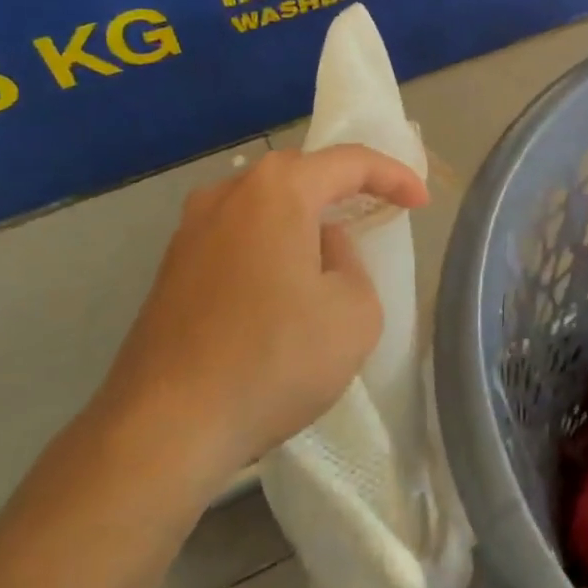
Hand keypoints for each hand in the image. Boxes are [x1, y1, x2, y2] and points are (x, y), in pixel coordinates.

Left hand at [96, 146, 426, 481]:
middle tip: (378, 210)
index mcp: (276, 191)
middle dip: (344, 187)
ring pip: (263, 206)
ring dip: (302, 217)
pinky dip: (270, 245)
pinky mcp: (172, 268)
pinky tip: (282, 284)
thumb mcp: (355, 312)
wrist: (167, 425)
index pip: (349, 161)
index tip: (421, 203)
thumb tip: (320, 248)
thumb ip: (351, 263)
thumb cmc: (274, 359)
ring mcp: (190, 230)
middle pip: (299, 174)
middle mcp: (227, 195)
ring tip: (330, 248)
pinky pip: (237, 237)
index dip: (393, 176)